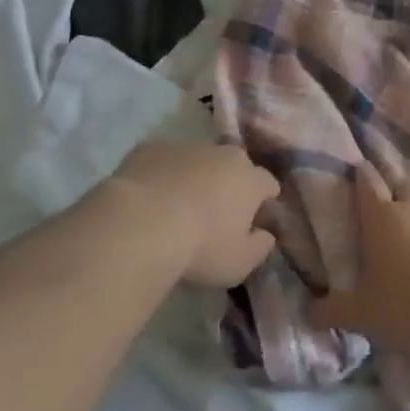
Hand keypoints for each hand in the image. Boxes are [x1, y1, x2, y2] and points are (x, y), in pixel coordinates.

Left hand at [105, 142, 280, 286]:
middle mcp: (222, 154)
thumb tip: (265, 234)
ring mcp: (186, 146)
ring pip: (198, 160)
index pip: (267, 184)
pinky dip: (163, 175)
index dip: (264, 201)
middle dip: (231, 183)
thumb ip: (259, 247)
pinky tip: (150, 198)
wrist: (141, 224)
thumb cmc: (200, 247)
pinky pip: (164, 161)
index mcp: (249, 179)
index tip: (255, 219)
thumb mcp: (239, 263)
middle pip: (234, 165)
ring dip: (195, 177)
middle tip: (217, 212)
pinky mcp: (151, 148)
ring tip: (179, 206)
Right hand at [307, 163, 409, 361]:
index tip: (362, 168)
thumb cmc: (400, 309)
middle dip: (402, 193)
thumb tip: (306, 314)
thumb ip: (331, 310)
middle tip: (400, 212)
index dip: (364, 175)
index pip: (367, 184)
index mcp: (381, 219)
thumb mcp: (360, 314)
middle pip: (406, 185)